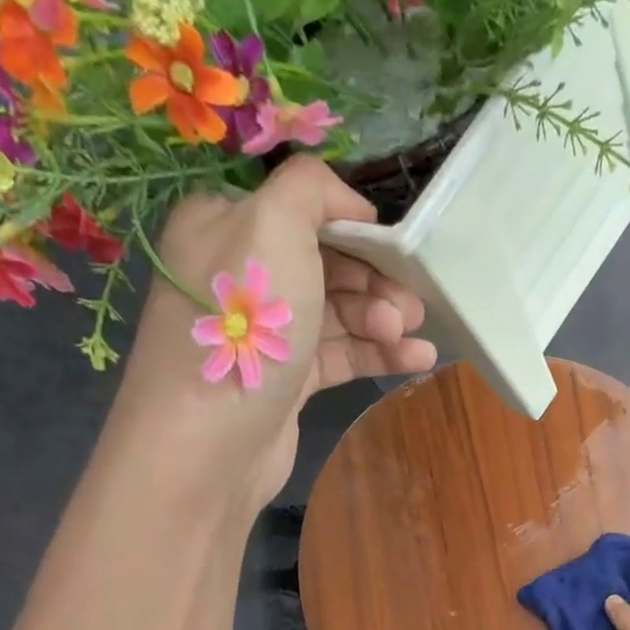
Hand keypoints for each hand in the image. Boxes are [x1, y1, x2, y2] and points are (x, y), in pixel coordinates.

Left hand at [114, 158, 435, 511]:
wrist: (211, 440)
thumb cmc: (242, 322)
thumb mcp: (273, 224)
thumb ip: (311, 189)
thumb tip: (350, 205)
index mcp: (225, 224)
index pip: (301, 212)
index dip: (354, 228)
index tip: (397, 250)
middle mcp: (242, 274)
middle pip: (326, 264)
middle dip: (375, 281)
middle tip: (411, 304)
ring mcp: (265, 333)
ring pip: (338, 313)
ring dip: (382, 319)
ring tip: (412, 333)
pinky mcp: (287, 380)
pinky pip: (340, 355)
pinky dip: (379, 354)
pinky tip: (418, 358)